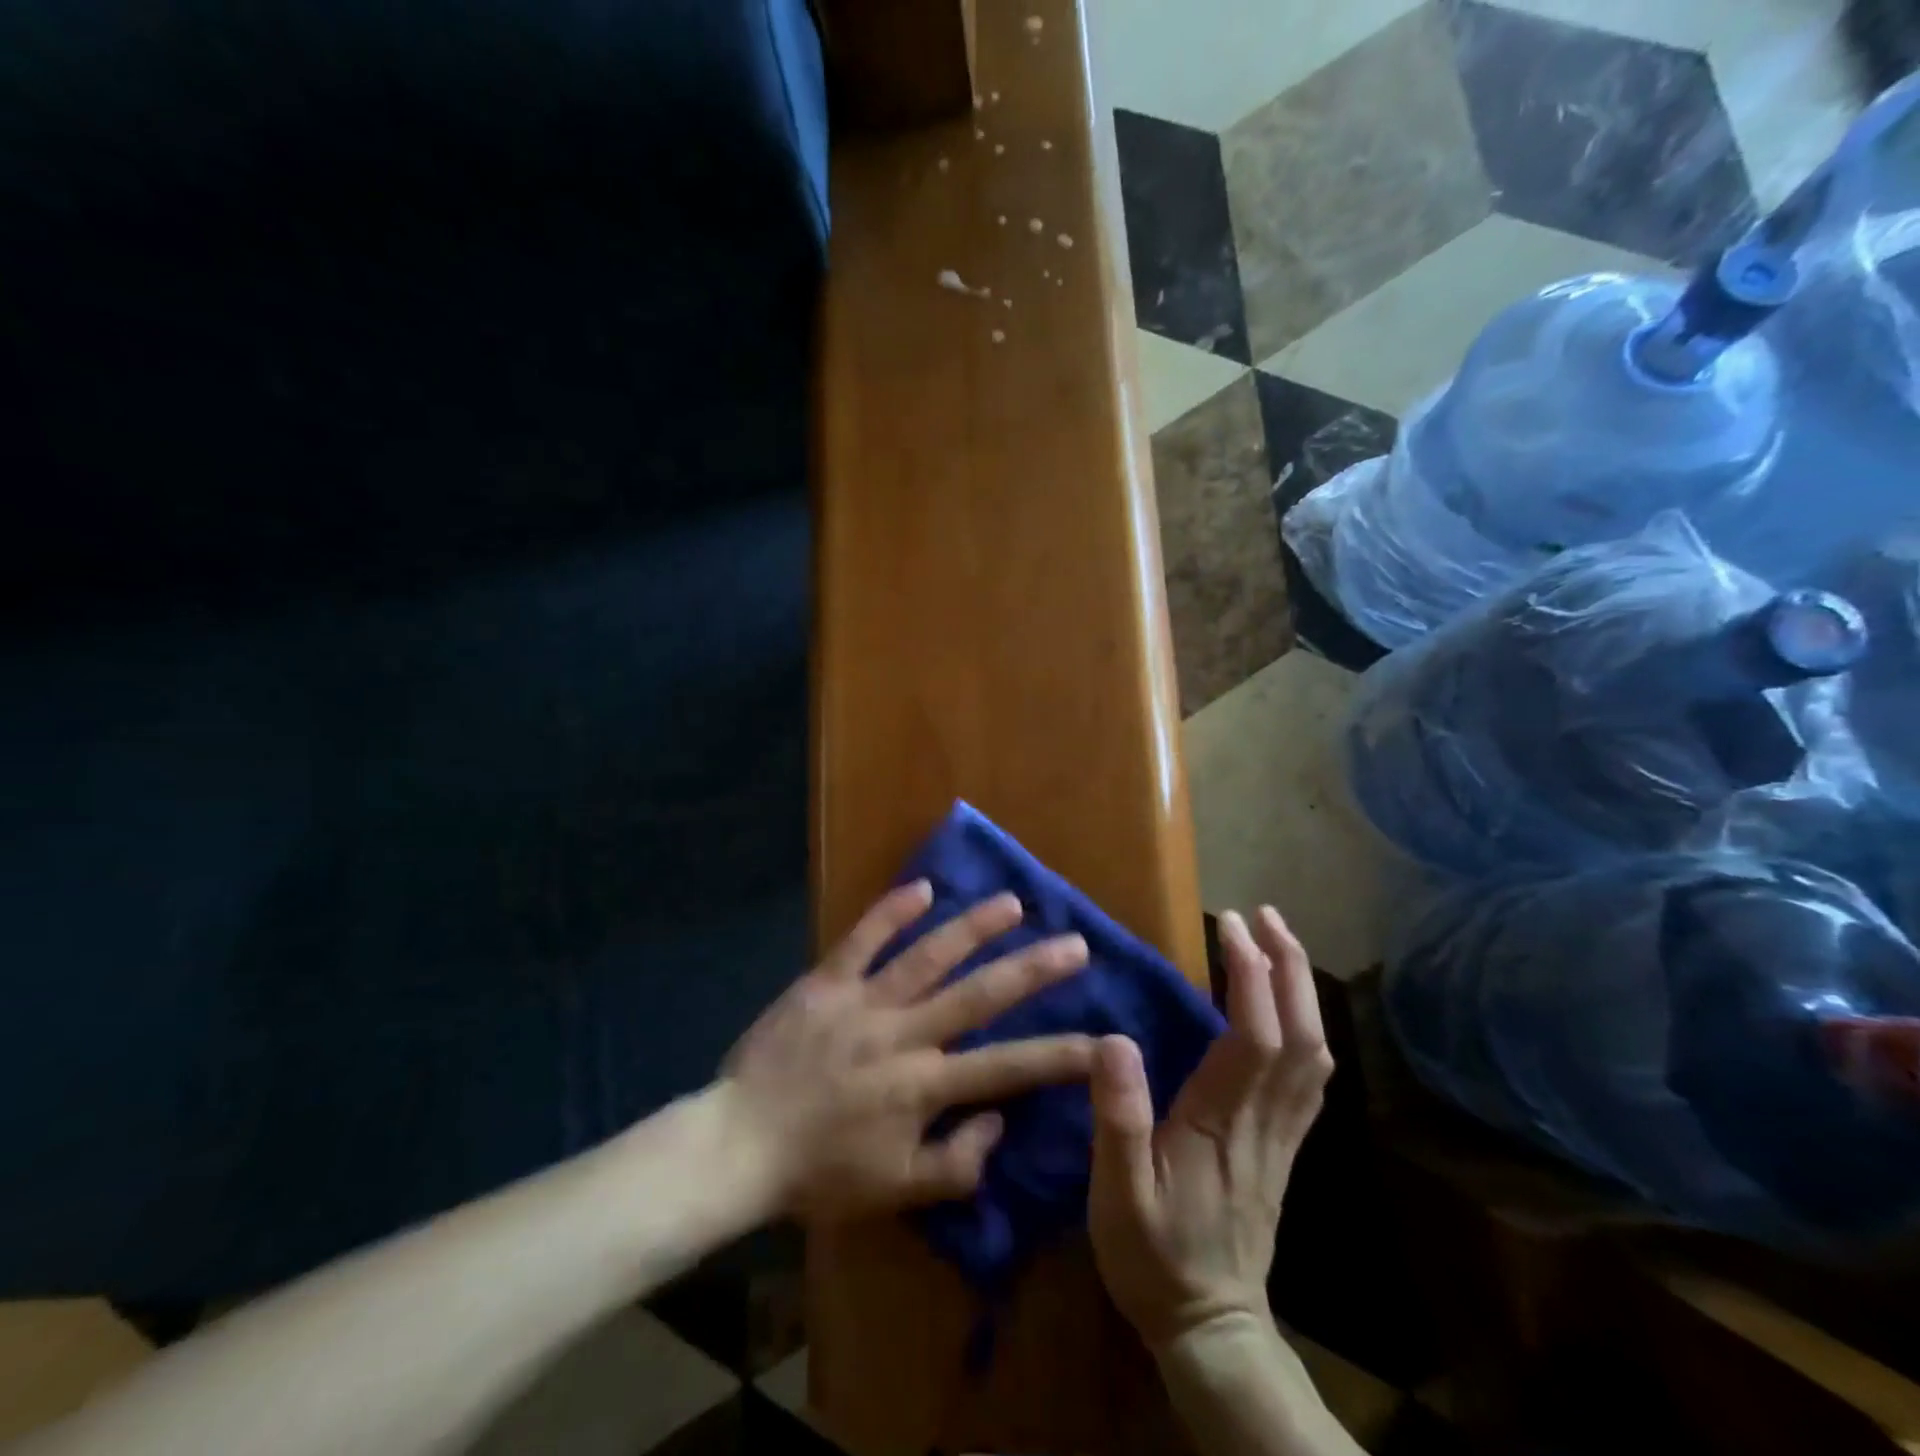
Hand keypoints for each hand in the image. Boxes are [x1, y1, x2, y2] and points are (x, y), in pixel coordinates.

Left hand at [718, 881, 1095, 1223]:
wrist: (738, 1145)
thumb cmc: (819, 1173)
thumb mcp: (896, 1191)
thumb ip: (956, 1163)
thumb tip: (1000, 1120)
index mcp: (923, 1086)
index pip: (1007, 1068)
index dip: (1060, 1055)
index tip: (1106, 1038)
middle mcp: (903, 1035)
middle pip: (978, 996)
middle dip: (1031, 970)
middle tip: (1074, 944)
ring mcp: (863, 1002)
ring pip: (928, 956)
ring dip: (973, 927)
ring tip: (1012, 903)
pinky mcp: (826, 981)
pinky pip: (862, 939)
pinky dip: (891, 910)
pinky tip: (922, 886)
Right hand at [1088, 907, 1331, 1352]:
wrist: (1210, 1326)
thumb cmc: (1153, 1256)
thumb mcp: (1116, 1195)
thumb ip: (1116, 1118)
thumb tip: (1115, 1039)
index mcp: (1220, 1122)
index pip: (1252, 1035)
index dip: (1249, 974)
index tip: (1229, 924)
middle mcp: (1264, 1121)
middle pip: (1299, 1035)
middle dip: (1287, 967)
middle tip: (1264, 915)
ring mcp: (1282, 1135)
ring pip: (1313, 1053)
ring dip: (1300, 990)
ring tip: (1277, 942)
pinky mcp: (1285, 1147)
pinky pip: (1310, 1077)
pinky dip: (1306, 1027)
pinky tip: (1289, 1008)